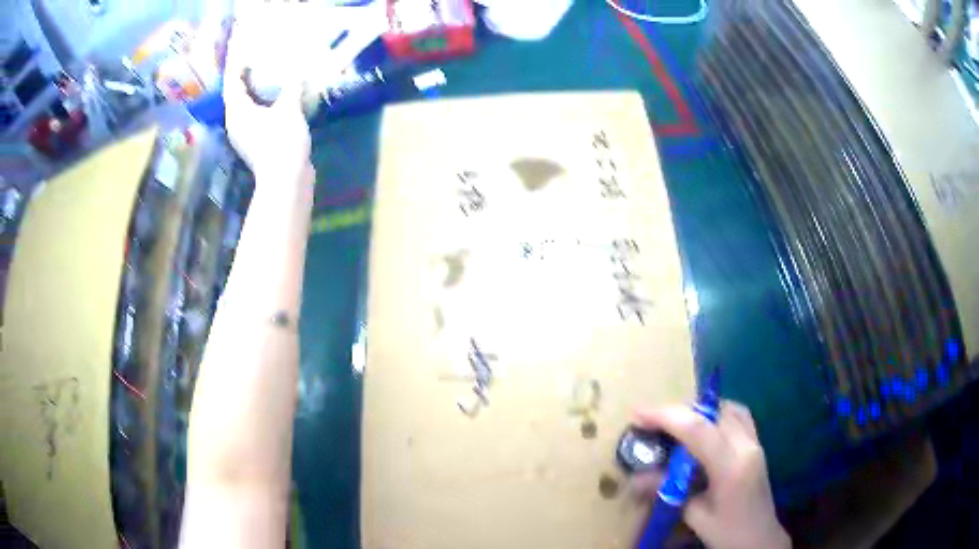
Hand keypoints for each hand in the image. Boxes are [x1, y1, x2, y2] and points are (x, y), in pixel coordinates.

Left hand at [222, 33, 311, 182]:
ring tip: (266, 79)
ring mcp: (245, 136)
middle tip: (256, 63)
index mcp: (238, 112)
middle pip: (236, 96)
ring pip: (245, 108)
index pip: (232, 84)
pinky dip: (262, 106)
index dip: (237, 68)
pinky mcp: (256, 144)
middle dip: (244, 80)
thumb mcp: (289, 109)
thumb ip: (291, 88)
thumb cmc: (282, 141)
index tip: (243, 53)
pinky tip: (275, 101)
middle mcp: (236, 123)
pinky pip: (255, 118)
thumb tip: (298, 72)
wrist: (286, 180)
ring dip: (254, 94)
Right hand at [633, 402, 790, 548]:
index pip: (697, 429)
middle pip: (711, 412)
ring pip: (727, 408)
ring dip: (698, 410)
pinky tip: (703, 428)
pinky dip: (716, 414)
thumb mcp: (695, 515)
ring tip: (675, 423)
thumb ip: (669, 490)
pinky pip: (737, 416)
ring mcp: (755, 442)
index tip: (637, 415)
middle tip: (651, 421)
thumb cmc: (728, 533)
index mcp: (731, 466)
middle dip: (678, 411)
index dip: (665, 416)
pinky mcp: (757, 444)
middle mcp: (746, 445)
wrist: (761, 538)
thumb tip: (636, 477)